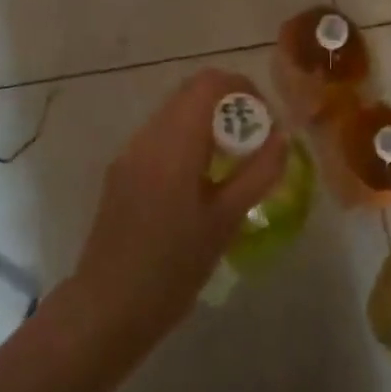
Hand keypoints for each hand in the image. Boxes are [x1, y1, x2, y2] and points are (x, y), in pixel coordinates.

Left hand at [68, 68, 289, 350]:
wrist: (108, 307)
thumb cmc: (173, 267)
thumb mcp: (226, 221)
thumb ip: (258, 172)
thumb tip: (282, 136)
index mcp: (174, 143)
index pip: (209, 84)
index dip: (243, 88)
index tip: (265, 119)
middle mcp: (148, 136)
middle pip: (190, 92)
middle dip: (228, 104)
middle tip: (254, 140)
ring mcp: (130, 153)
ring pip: (174, 113)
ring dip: (207, 121)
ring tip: (232, 161)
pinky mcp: (122, 171)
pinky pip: (160, 136)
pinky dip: (188, 139)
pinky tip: (201, 180)